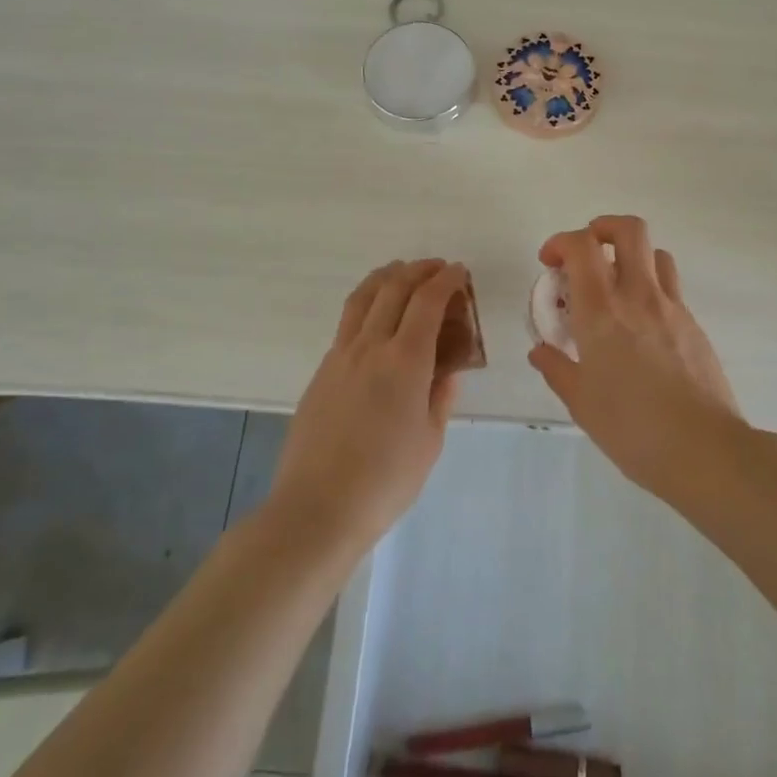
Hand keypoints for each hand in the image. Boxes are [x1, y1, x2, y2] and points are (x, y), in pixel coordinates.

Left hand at [269, 259, 466, 551]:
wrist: (317, 508)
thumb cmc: (385, 480)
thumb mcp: (430, 441)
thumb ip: (440, 398)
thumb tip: (447, 373)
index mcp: (405, 361)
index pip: (427, 301)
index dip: (446, 280)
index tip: (459, 272)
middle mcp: (371, 347)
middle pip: (393, 288)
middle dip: (418, 270)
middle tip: (437, 269)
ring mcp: (340, 356)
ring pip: (362, 298)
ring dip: (386, 277)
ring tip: (401, 274)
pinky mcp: (321, 372)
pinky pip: (347, 323)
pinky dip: (367, 304)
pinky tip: (376, 319)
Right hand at [527, 216, 745, 498]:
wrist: (703, 449)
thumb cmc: (632, 428)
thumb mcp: (581, 403)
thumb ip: (557, 369)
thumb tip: (541, 351)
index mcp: (601, 312)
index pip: (581, 247)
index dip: (561, 242)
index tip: (549, 263)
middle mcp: (638, 296)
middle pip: (627, 230)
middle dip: (601, 227)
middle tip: (586, 253)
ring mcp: (672, 307)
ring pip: (655, 253)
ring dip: (631, 256)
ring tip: (616, 285)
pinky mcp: (694, 324)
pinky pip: (670, 287)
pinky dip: (651, 288)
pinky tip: (642, 325)